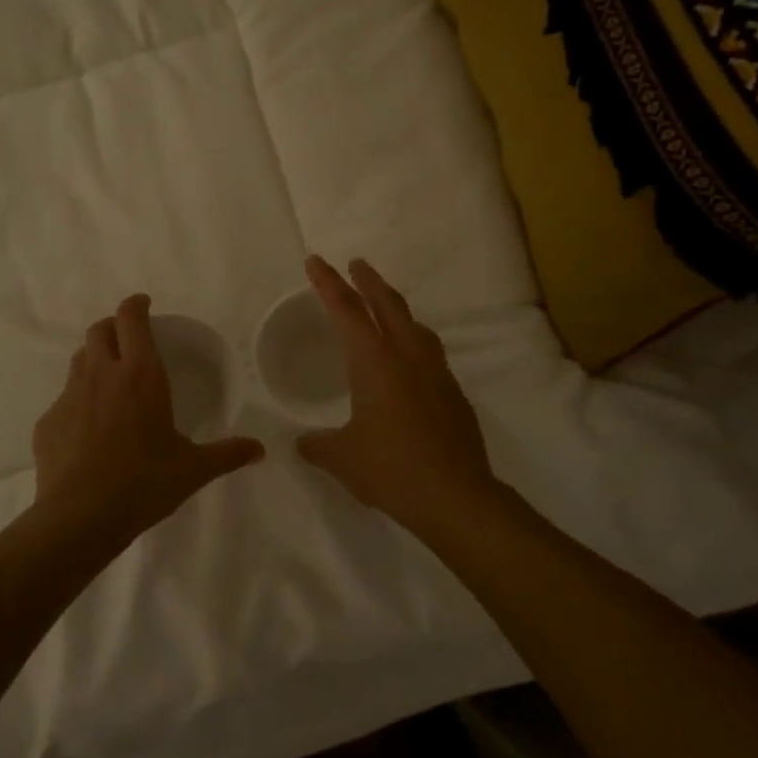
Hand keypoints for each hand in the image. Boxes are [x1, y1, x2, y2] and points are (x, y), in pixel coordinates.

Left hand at [33, 294, 264, 544]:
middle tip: (128, 339)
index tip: (144, 304)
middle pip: (99, 330)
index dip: (136, 305)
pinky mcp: (47, 422)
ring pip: (79, 360)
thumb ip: (227, 454)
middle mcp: (102, 375)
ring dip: (94, 359)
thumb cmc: (144, 483)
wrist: (81, 517)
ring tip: (109, 380)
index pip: (131, 319)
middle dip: (113, 326)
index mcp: (140, 375)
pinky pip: (64, 400)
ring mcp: (69, 397)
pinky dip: (78, 402)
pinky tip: (88, 429)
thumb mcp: (193, 469)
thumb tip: (259, 449)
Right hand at [295, 257, 497, 534]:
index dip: (328, 283)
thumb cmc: (391, 469)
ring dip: (395, 308)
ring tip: (384, 306)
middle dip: (368, 281)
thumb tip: (302, 443)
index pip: (346, 311)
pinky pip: (429, 352)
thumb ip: (318, 446)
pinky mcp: (453, 393)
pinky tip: (408, 361)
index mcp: (374, 362)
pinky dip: (413, 341)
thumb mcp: (343, 458)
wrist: (455, 496)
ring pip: (414, 325)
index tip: (316, 261)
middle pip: (387, 304)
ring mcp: (435, 372)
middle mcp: (407, 356)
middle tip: (356, 264)